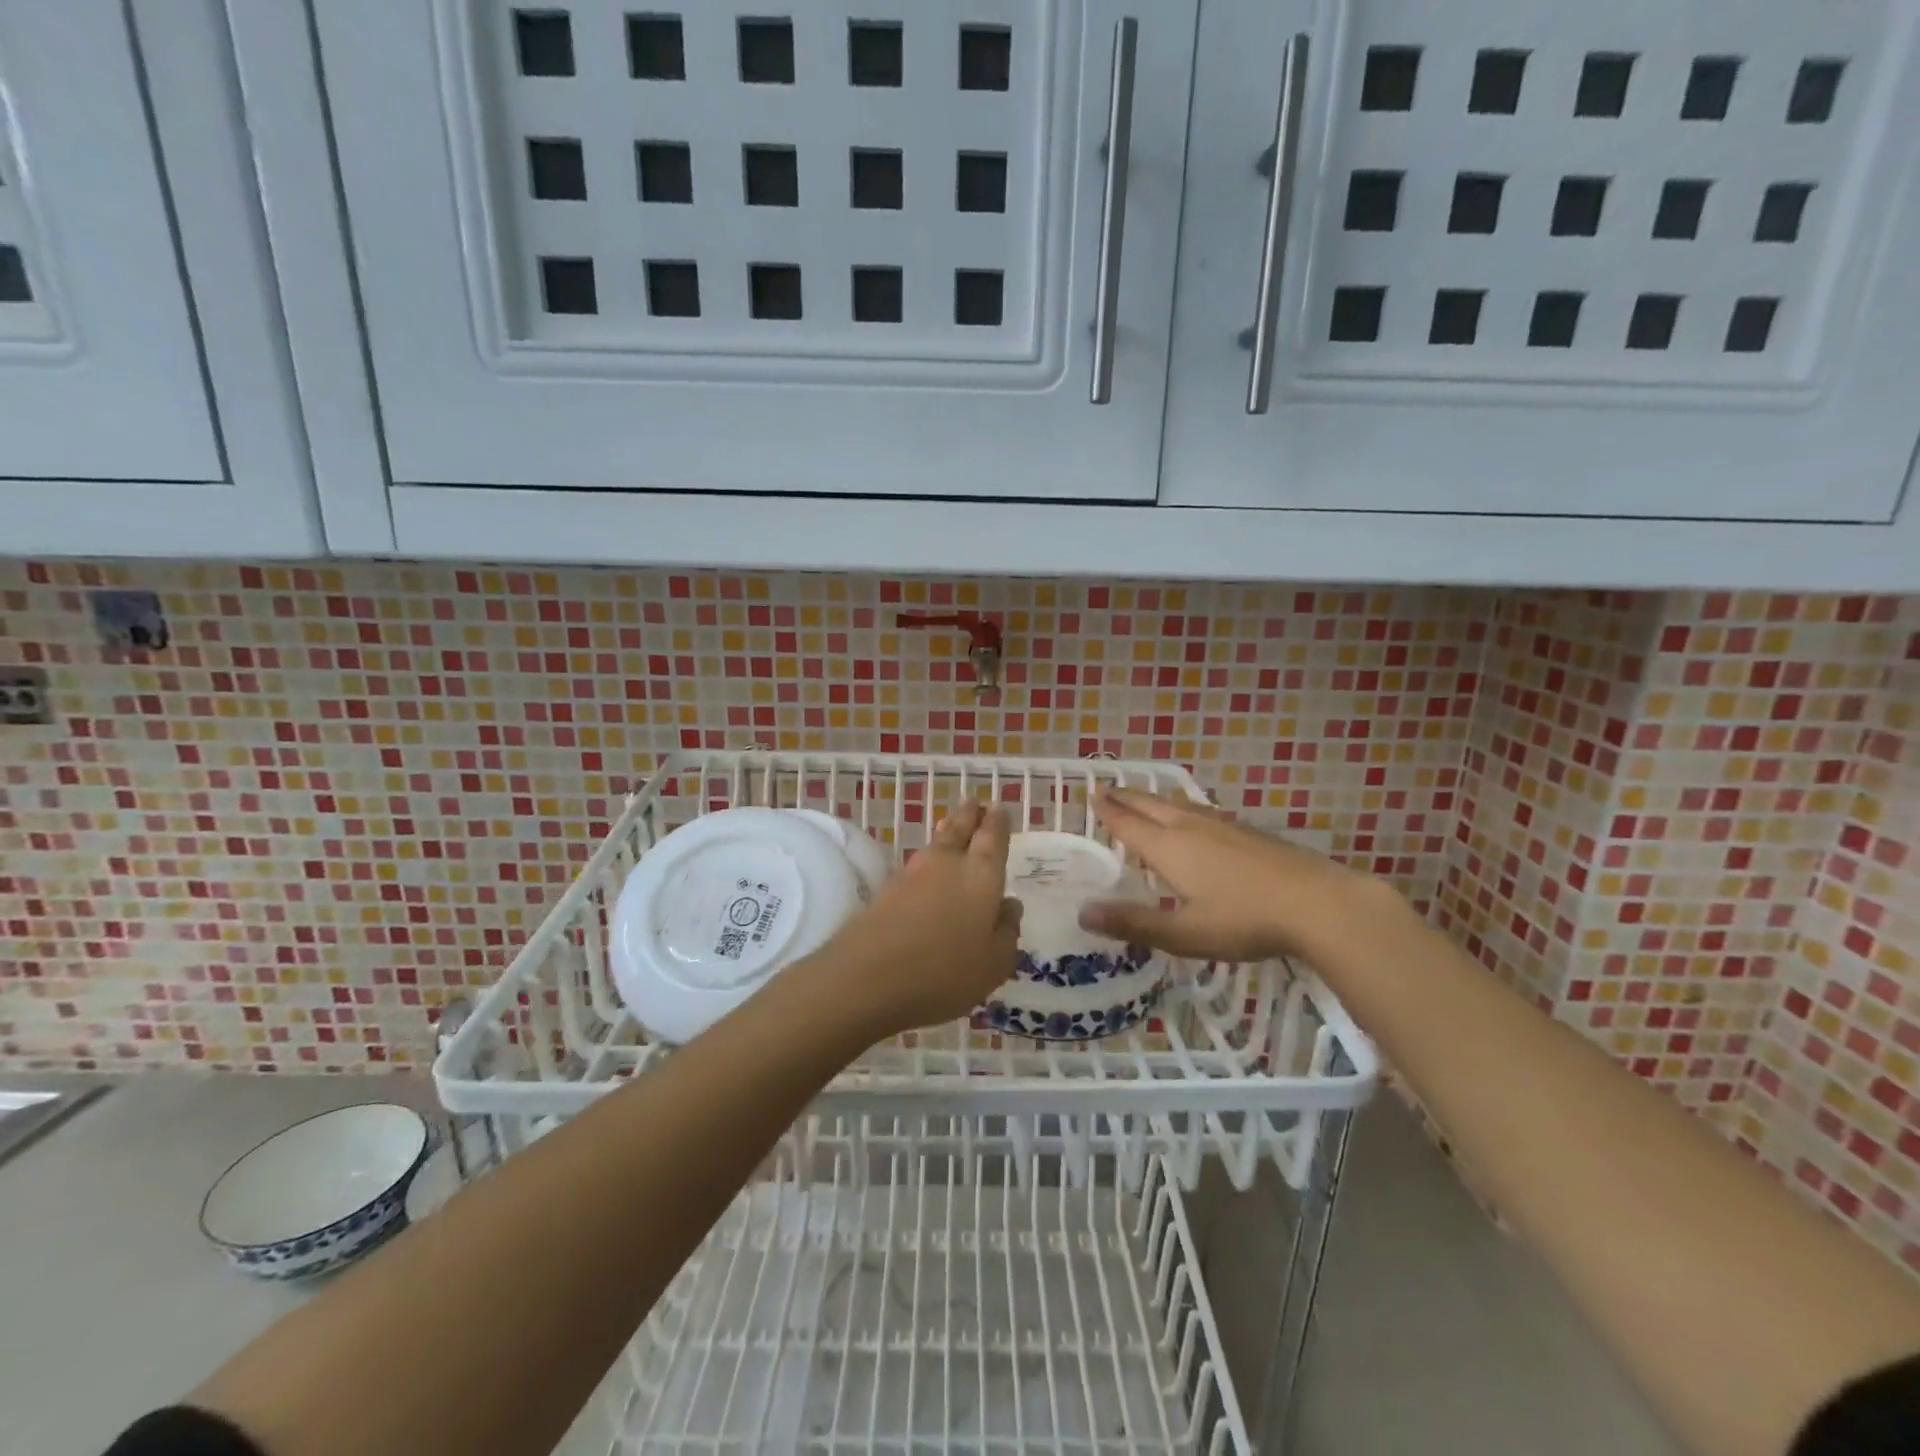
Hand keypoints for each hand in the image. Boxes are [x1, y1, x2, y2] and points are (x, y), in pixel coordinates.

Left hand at [796, 800, 1021, 1038]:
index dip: (997, 822)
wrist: (868, 975)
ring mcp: (914, 873)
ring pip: (936, 843)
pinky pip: (917, 864)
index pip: (993, 837)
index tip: (998, 808)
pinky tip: (927, 864)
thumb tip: (1010, 905)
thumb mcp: (993, 963)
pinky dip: (927, 858)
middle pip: (960, 828)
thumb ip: (1006, 932)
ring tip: (951, 822)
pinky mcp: (887, 889)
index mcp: (982, 875)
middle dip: (969, 814)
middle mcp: (949, 863)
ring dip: (947, 829)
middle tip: (973, 800)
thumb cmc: (944, 970)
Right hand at [1077, 787, 1381, 962]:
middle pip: (1152, 806)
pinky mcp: (1250, 833)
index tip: (1092, 795)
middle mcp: (1192, 829)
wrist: (1319, 903)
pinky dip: (1184, 809)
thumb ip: (1134, 924)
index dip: (1109, 812)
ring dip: (1156, 800)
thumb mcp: (1184, 933)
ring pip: (1180, 805)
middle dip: (1128, 798)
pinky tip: (1196, 818)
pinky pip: (1202, 812)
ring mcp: (1224, 827)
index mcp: (1170, 848)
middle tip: (1108, 789)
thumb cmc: (1245, 920)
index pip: (1130, 824)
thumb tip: (1083, 913)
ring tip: (1145, 798)